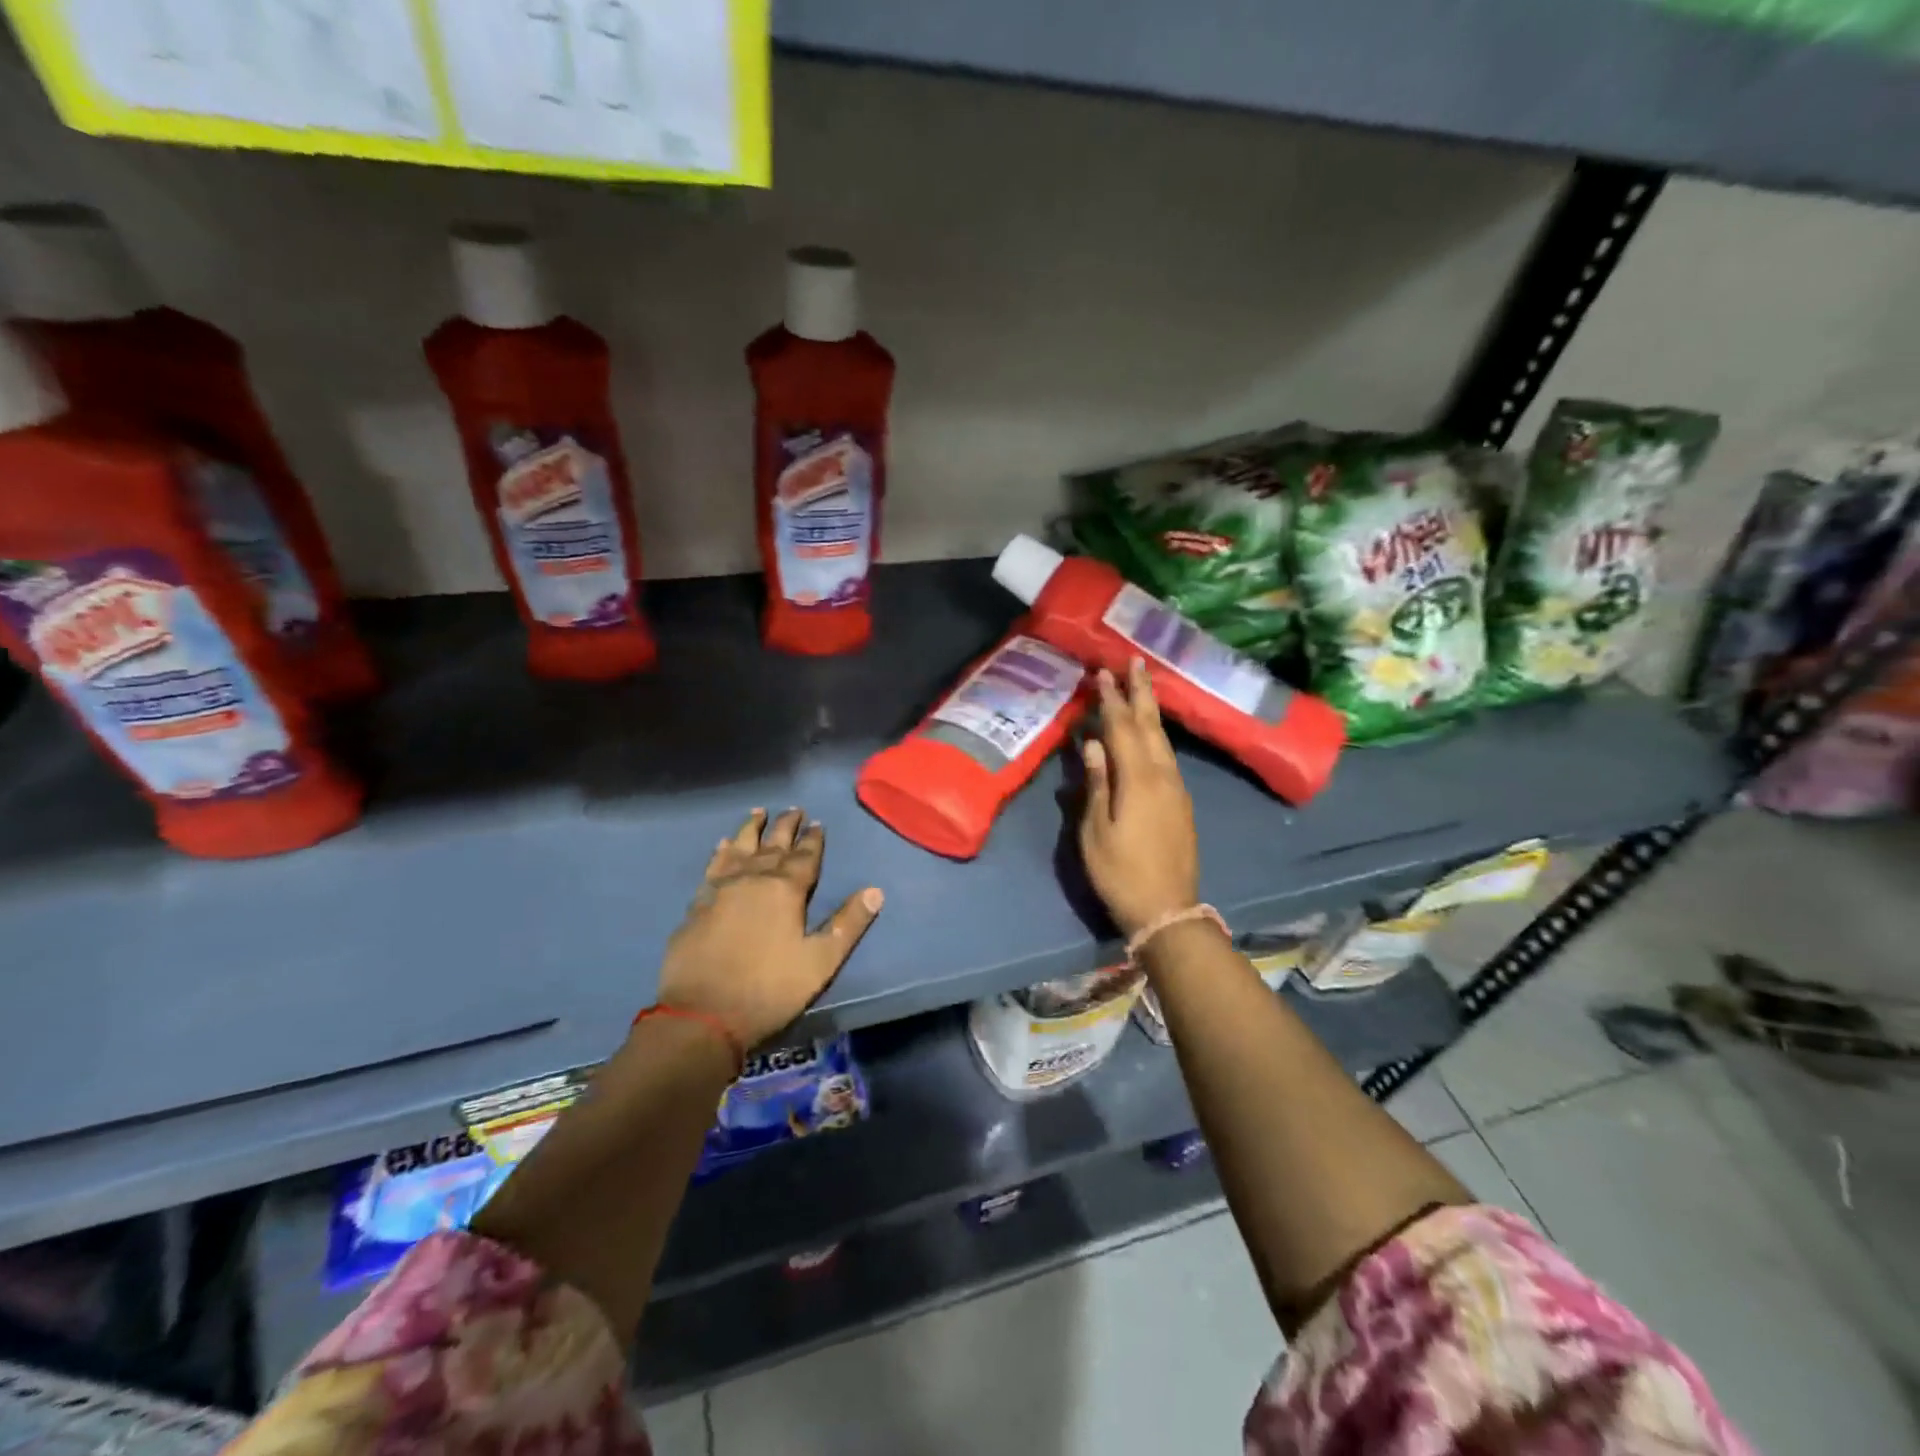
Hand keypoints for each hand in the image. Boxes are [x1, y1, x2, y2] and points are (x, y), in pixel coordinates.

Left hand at [659, 808, 883, 1048]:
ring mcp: (721, 890)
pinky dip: (720, 853)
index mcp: (786, 890)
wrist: (702, 1015)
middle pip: (772, 845)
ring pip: (739, 848)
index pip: (805, 856)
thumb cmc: (770, 990)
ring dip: (750, 829)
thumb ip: (848, 924)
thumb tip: (876, 891)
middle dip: (785, 826)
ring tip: (758, 813)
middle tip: (794, 810)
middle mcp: (753, 879)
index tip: (818, 823)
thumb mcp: (820, 961)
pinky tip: (722, 845)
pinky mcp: (697, 905)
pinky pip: (713, 868)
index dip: (813, 839)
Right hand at [1080, 660, 1199, 936]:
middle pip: (1150, 725)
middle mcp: (1163, 775)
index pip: (1122, 728)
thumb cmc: (1120, 873)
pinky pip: (1167, 756)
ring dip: (1151, 710)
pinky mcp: (1181, 801)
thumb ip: (1096, 784)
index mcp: (1138, 780)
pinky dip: (1156, 735)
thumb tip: (1092, 743)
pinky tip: (1151, 733)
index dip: (1111, 699)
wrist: (1167, 909)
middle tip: (1135, 661)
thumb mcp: (1096, 831)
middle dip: (1141, 692)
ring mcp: (1176, 788)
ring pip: (1162, 739)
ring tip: (1143, 686)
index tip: (1102, 672)